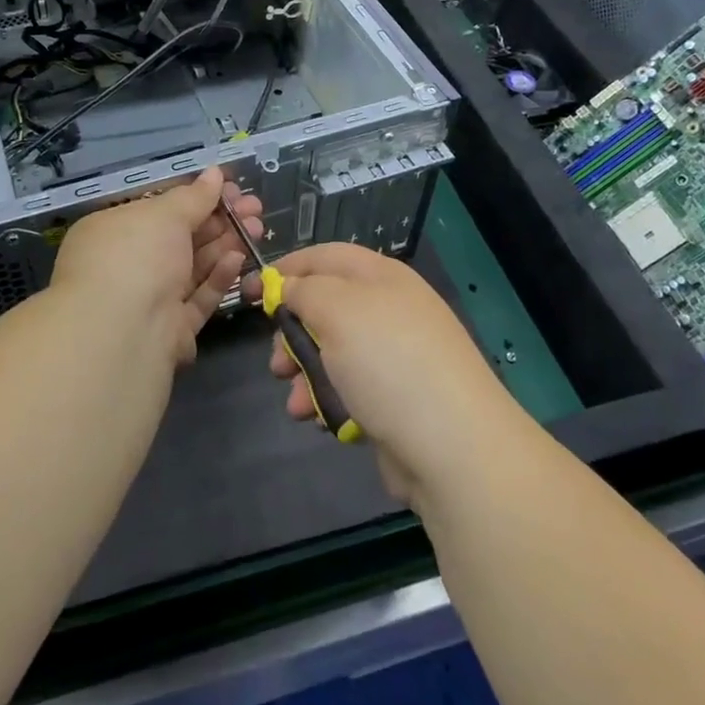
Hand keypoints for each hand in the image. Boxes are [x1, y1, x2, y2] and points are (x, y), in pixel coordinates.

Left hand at [51, 168, 262, 367]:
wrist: (124, 333)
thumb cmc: (135, 256)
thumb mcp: (164, 215)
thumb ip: (194, 196)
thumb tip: (215, 173)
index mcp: (112, 231)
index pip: (158, 208)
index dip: (196, 196)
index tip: (230, 188)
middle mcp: (127, 264)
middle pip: (180, 237)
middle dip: (219, 220)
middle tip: (254, 208)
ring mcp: (148, 299)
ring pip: (193, 267)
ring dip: (225, 244)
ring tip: (257, 228)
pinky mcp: (170, 329)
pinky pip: (197, 298)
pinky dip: (218, 277)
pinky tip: (238, 258)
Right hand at [249, 244, 524, 506]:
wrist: (453, 447)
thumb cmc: (388, 363)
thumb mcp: (337, 310)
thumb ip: (304, 290)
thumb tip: (287, 285)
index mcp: (381, 277)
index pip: (325, 257)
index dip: (286, 269)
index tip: (250, 292)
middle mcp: (390, 309)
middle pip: (325, 306)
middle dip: (292, 332)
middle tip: (276, 361)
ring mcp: (395, 356)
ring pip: (332, 352)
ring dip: (304, 373)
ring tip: (295, 402)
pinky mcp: (395, 398)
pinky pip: (349, 387)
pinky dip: (328, 399)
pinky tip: (319, 419)